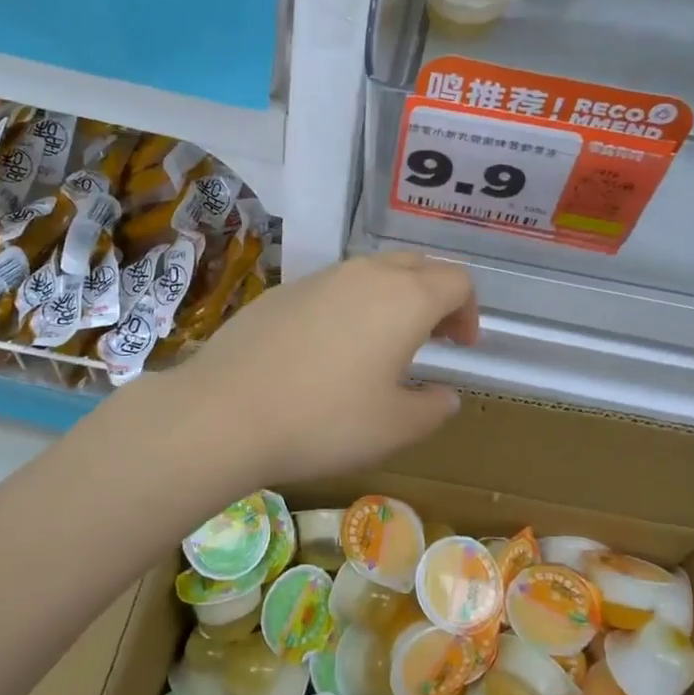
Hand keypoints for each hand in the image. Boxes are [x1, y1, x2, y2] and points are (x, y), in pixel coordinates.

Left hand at [138, 254, 478, 486]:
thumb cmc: (324, 421)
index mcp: (405, 298)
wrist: (225, 411)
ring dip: (391, 299)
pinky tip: (328, 350)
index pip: (457, 281)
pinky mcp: (282, 291)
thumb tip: (445, 395)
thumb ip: (433, 408)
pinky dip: (349, 307)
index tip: (461, 347)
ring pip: (371, 272)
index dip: (469, 311)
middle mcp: (364, 275)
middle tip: (433, 338)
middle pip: (417, 266)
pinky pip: (332, 288)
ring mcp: (319, 278)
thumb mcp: (395, 428)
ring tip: (382, 346)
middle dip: (434, 297)